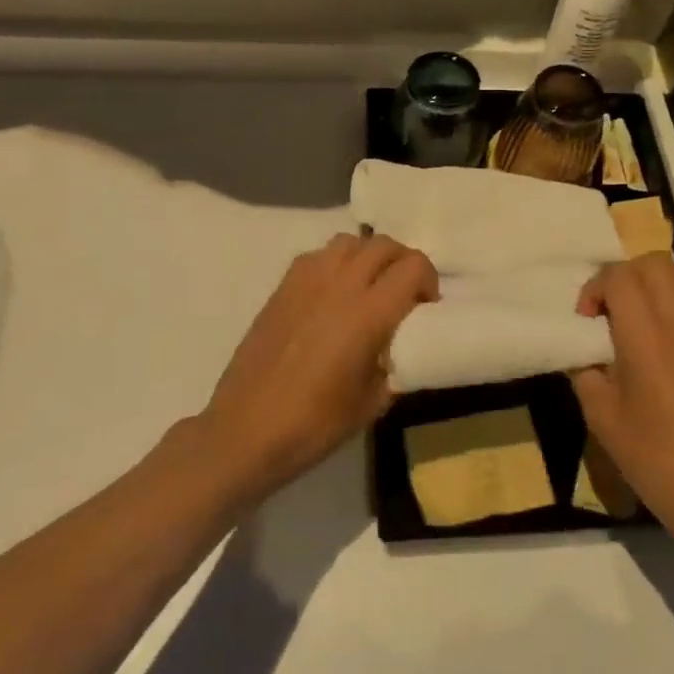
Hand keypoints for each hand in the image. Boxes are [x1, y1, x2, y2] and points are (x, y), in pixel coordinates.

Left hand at [198, 232, 436, 504]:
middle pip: (383, 244)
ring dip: (368, 256)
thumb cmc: (313, 423)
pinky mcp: (282, 288)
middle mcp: (340, 285)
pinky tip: (333, 294)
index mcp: (368, 313)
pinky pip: (318, 255)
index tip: (426, 306)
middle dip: (402, 262)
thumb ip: (393, 366)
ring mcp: (306, 281)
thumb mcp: (372, 403)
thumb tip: (396, 350)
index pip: (413, 266)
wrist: (245, 430)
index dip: (428, 280)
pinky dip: (336, 263)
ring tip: (368, 286)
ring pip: (349, 242)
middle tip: (404, 293)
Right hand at [572, 254, 673, 542]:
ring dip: (654, 282)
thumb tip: (584, 350)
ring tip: (640, 314)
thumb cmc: (652, 455)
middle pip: (651, 264)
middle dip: (623, 277)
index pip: (619, 277)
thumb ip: (585, 370)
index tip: (585, 321)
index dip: (594, 289)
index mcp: (645, 335)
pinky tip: (673, 330)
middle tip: (609, 311)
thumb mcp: (600, 415)